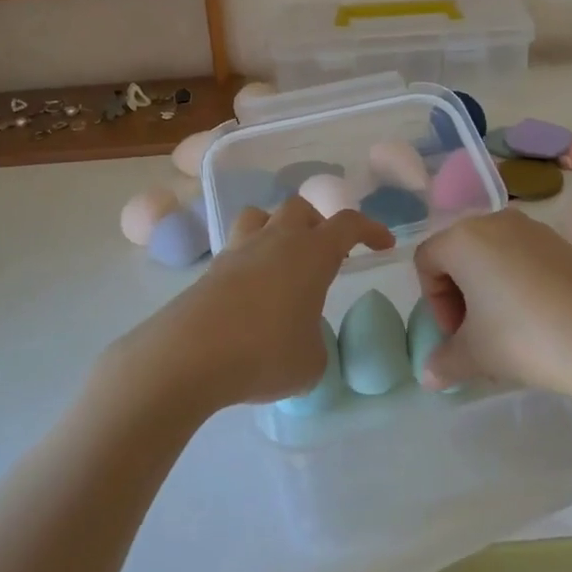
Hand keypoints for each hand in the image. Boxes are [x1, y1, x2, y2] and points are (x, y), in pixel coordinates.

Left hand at [110, 196, 394, 414]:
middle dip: (318, 224)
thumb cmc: (264, 352)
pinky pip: (236, 250)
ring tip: (283, 262)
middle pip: (300, 208)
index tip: (383, 244)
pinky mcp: (210, 270)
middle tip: (326, 255)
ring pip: (261, 217)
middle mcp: (276, 240)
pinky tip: (251, 295)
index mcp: (312, 252)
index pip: (348, 224)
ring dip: (277, 230)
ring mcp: (238, 251)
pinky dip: (249, 261)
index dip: (370, 230)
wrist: (188, 355)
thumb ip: (315, 344)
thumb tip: (302, 341)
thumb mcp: (310, 363)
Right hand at [413, 207, 571, 399]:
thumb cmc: (523, 337)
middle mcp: (494, 221)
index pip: (427, 261)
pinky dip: (519, 283)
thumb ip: (444, 362)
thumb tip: (428, 376)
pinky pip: (524, 257)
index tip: (456, 335)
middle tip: (477, 334)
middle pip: (459, 253)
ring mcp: (532, 228)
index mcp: (463, 239)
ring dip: (490, 289)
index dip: (434, 302)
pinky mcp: (562, 242)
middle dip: (460, 295)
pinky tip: (538, 319)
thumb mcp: (476, 355)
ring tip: (509, 330)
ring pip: (493, 255)